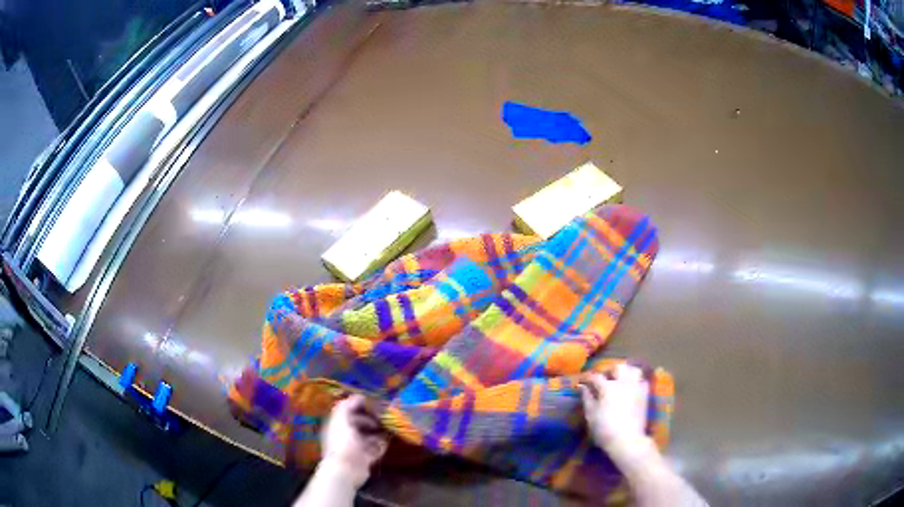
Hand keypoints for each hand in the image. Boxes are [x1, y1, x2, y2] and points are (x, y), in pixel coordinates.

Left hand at [320, 394, 387, 486]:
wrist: (347, 469)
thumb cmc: (342, 442)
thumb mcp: (341, 419)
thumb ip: (347, 406)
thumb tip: (358, 395)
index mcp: (336, 425)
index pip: (346, 412)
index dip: (358, 406)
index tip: (372, 402)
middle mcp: (344, 436)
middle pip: (358, 424)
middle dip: (370, 419)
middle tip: (384, 415)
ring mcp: (355, 448)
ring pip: (368, 436)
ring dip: (378, 431)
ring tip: (389, 426)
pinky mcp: (365, 458)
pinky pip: (375, 448)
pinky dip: (382, 444)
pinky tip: (389, 439)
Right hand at [579, 363, 649, 455]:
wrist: (628, 439)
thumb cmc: (605, 429)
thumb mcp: (591, 415)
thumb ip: (587, 398)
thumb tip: (583, 387)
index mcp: (608, 387)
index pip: (596, 377)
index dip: (589, 377)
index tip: (584, 381)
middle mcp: (623, 382)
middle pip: (618, 367)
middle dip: (610, 370)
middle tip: (605, 378)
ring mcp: (636, 387)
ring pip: (633, 370)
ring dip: (626, 372)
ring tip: (620, 379)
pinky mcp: (645, 394)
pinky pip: (642, 380)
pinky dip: (636, 381)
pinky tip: (632, 388)